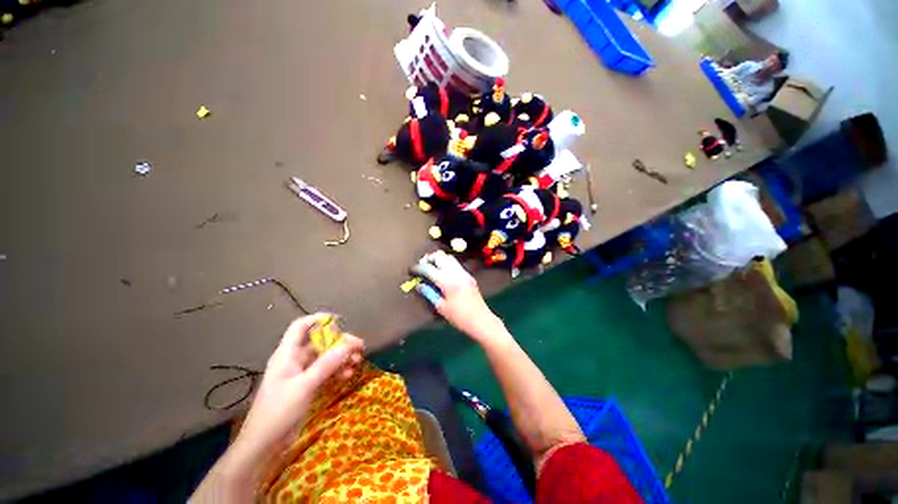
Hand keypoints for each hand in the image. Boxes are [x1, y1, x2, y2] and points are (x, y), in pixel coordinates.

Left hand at [235, 315, 363, 459]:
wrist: (264, 447)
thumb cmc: (278, 412)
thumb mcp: (304, 386)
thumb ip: (326, 364)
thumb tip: (348, 344)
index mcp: (287, 354)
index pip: (301, 326)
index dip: (319, 320)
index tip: (340, 322)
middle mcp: (295, 359)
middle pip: (320, 341)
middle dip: (340, 343)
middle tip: (359, 348)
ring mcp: (301, 373)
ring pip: (325, 357)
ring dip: (341, 358)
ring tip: (356, 364)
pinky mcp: (306, 386)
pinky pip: (326, 372)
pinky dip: (337, 371)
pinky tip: (347, 377)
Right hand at [420, 251, 505, 341]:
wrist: (481, 320)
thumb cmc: (459, 317)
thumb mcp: (441, 307)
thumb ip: (429, 293)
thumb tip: (418, 285)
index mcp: (447, 281)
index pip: (428, 268)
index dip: (417, 268)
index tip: (410, 270)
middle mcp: (455, 272)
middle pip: (439, 256)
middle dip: (428, 258)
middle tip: (422, 266)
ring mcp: (464, 272)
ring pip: (448, 257)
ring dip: (438, 259)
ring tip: (431, 268)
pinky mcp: (469, 275)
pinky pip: (455, 263)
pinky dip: (446, 263)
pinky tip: (443, 273)